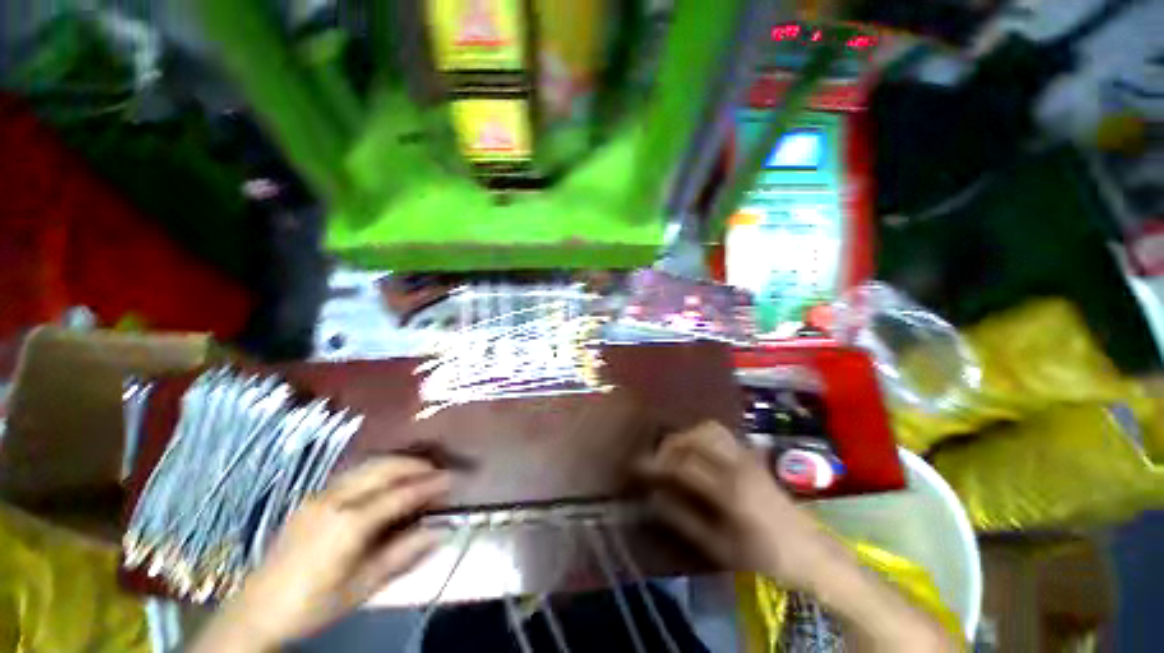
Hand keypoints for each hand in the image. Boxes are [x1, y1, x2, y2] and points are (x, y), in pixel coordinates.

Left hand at [192, 458, 449, 651]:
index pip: (400, 494)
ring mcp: (320, 495)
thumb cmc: (314, 605)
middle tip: (438, 470)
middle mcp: (334, 500)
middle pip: (384, 467)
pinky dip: (378, 470)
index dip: (429, 484)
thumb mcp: (363, 587)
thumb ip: (403, 554)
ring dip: (398, 463)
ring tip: (418, 471)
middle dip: (416, 464)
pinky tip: (387, 480)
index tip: (452, 479)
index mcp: (348, 524)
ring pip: (368, 465)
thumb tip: (440, 530)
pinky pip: (353, 473)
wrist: (257, 612)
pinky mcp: (312, 498)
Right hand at [640, 422, 840, 591]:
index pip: (684, 465)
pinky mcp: (753, 456)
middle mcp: (738, 465)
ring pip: (711, 428)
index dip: (658, 464)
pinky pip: (723, 434)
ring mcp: (748, 456)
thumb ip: (685, 521)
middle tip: (659, 458)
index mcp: (730, 490)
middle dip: (673, 442)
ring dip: (689, 435)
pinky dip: (704, 436)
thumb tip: (655, 499)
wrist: (812, 553)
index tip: (639, 467)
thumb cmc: (766, 556)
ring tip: (676, 452)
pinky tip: (698, 451)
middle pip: (698, 435)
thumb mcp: (722, 549)